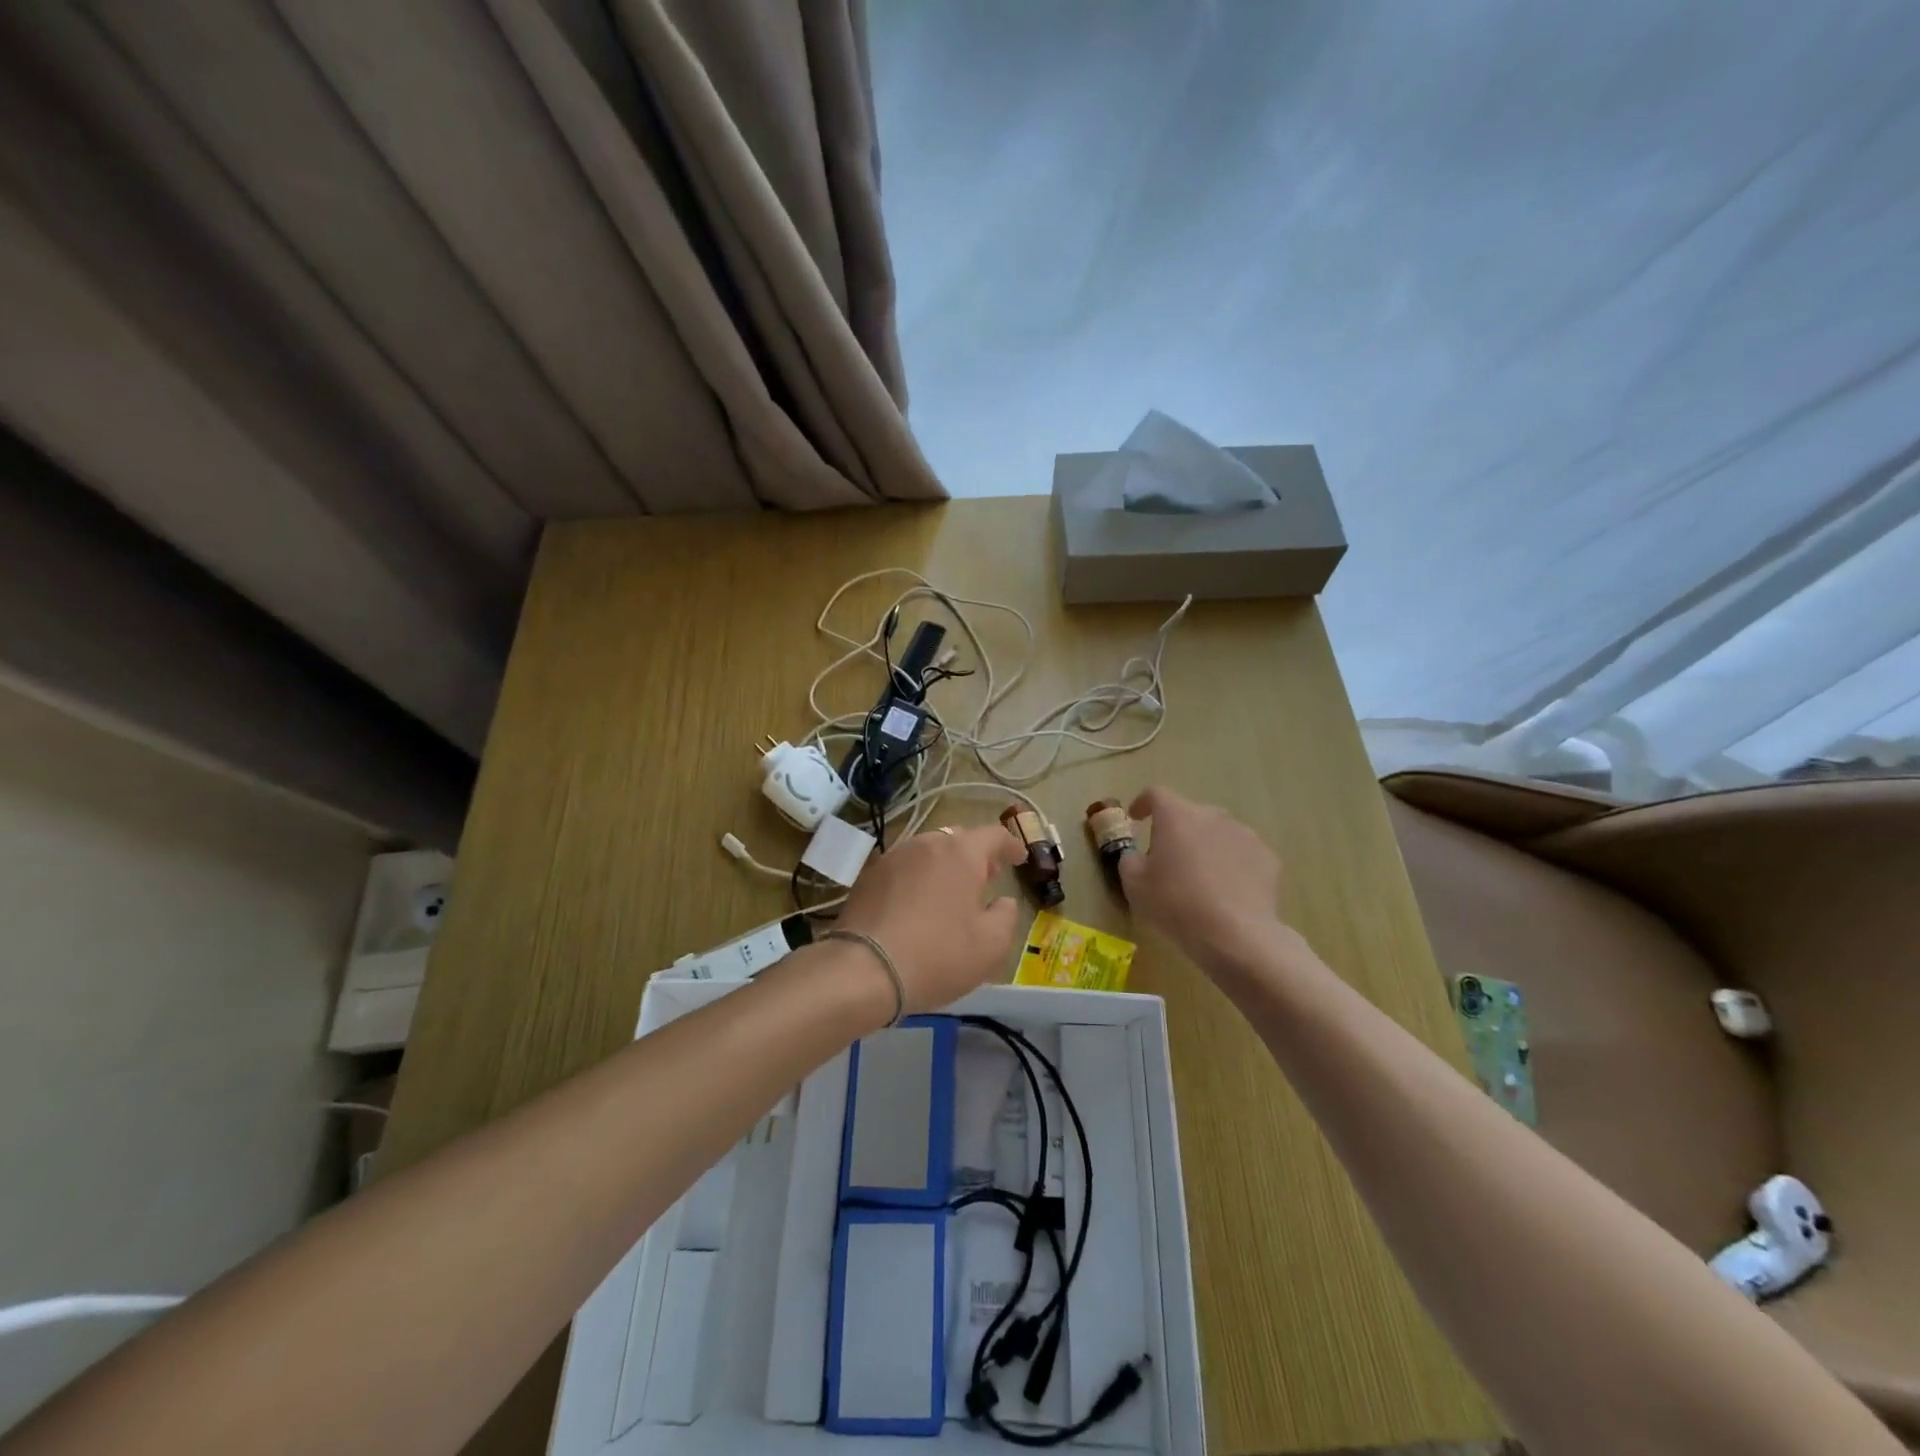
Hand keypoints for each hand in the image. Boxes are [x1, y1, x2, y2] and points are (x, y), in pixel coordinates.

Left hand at [835, 824, 1026, 1012]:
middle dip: (976, 855)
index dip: (1011, 845)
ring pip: (927, 851)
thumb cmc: (937, 955)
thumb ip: (1007, 916)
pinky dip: (918, 879)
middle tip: (986, 878)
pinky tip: (918, 905)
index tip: (1019, 858)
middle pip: (958, 839)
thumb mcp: (991, 945)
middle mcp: (926, 844)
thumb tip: (1003, 902)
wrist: (864, 969)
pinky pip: (904, 869)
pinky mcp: (869, 876)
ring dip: (944, 866)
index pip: (994, 835)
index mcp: (961, 853)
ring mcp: (893, 857)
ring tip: (951, 892)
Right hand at [1118, 787, 1294, 971]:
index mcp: (1176, 815)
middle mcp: (1212, 815)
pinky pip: (1241, 853)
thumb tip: (1135, 854)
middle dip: (1177, 830)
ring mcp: (1244, 834)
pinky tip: (1228, 891)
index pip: (1156, 793)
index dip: (1142, 803)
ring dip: (1206, 846)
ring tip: (1201, 877)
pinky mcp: (1267, 857)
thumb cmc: (1175, 904)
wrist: (1235, 934)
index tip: (1136, 819)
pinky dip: (1232, 864)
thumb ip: (1129, 859)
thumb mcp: (1134, 884)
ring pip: (1218, 832)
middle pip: (1189, 814)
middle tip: (1168, 859)